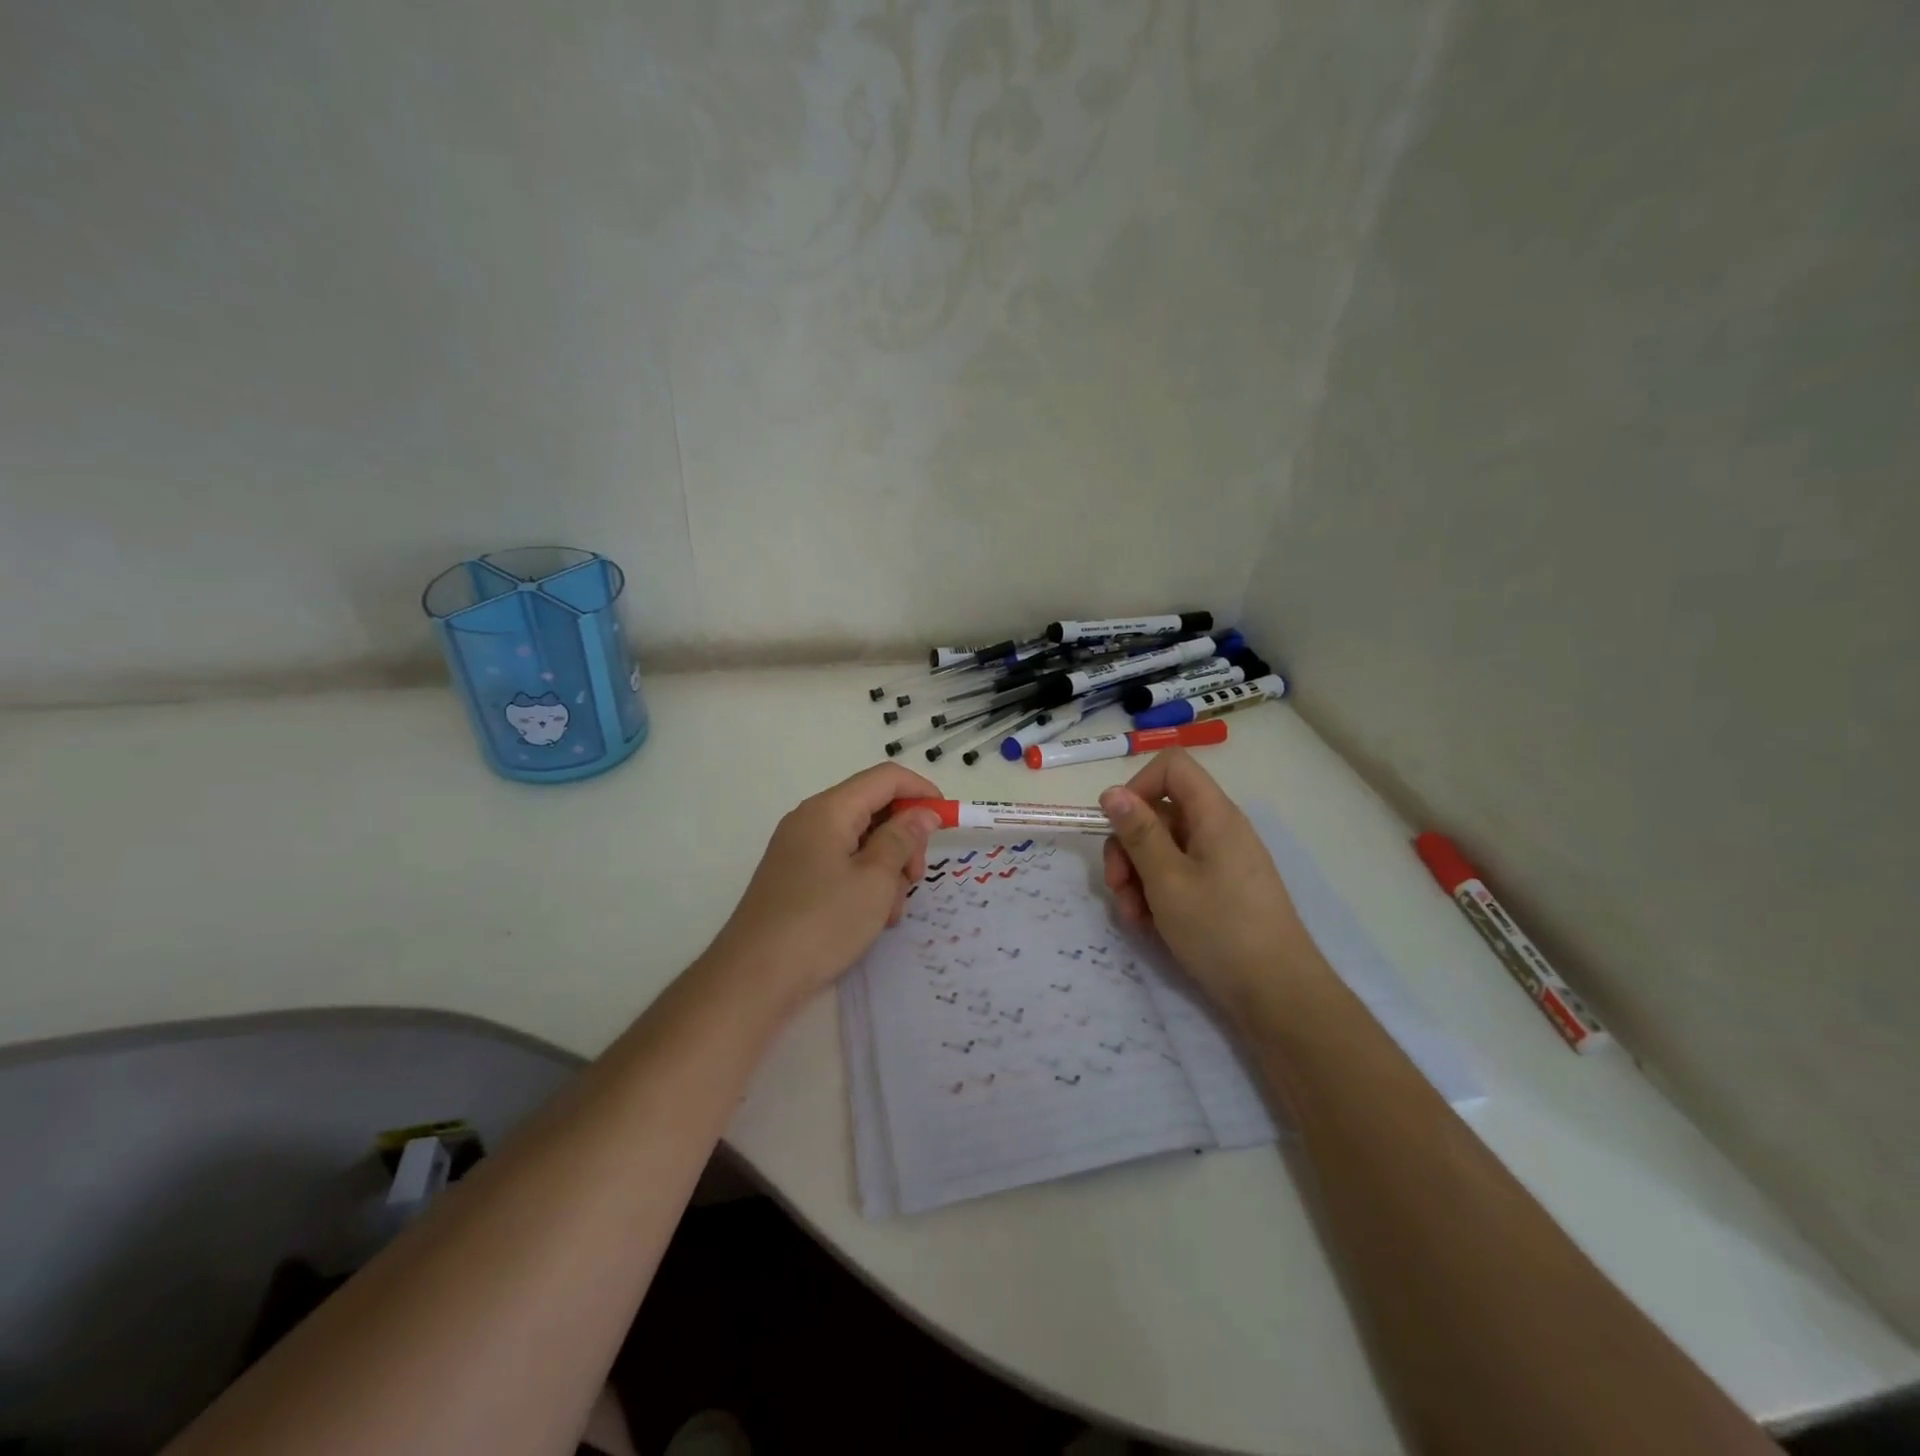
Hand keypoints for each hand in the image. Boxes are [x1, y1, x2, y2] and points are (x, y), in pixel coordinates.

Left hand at [704, 762, 943, 1013]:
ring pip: (862, 842)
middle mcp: (812, 821)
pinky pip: (843, 865)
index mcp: (829, 809)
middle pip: (874, 809)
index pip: (885, 778)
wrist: (754, 979)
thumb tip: (922, 813)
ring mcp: (801, 850)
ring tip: (889, 911)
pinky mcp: (798, 878)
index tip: (948, 822)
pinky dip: (865, 883)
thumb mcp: (874, 880)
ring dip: (887, 869)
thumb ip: (902, 839)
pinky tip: (872, 919)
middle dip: (904, 839)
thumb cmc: (821, 923)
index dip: (921, 792)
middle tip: (914, 878)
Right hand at [1100, 750, 1317, 1019]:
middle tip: (1117, 886)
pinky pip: (1178, 876)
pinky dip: (1157, 895)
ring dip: (1137, 877)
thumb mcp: (1167, 880)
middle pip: (1160, 813)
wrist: (1278, 995)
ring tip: (1133, 917)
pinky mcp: (1221, 891)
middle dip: (1128, 846)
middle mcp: (1219, 830)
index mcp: (1214, 815)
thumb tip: (1111, 791)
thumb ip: (1138, 833)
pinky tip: (1149, 926)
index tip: (1118, 826)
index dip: (1138, 786)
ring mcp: (1221, 862)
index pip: (1171, 767)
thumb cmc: (1220, 930)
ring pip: (1163, 849)